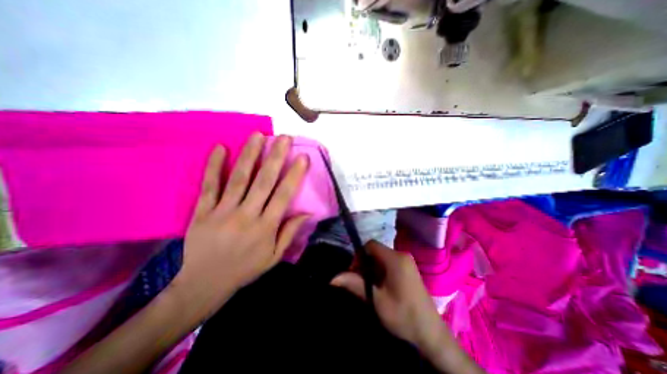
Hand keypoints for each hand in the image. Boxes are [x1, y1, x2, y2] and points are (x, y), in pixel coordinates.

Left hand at [170, 133, 307, 316]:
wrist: (205, 284)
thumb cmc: (246, 269)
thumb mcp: (274, 256)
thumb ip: (290, 232)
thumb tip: (308, 213)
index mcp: (265, 227)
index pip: (283, 196)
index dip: (294, 175)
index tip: (303, 157)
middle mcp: (246, 215)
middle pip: (263, 181)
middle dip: (276, 157)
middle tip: (284, 138)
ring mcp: (222, 212)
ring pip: (238, 178)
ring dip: (249, 155)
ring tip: (258, 135)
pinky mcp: (202, 211)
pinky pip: (209, 186)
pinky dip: (214, 166)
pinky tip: (221, 148)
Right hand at [331, 242, 444, 348]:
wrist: (431, 335)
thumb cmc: (403, 315)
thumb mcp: (376, 299)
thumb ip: (355, 284)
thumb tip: (333, 278)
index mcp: (395, 258)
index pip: (371, 245)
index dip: (359, 255)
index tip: (355, 272)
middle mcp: (402, 255)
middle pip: (376, 251)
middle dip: (365, 263)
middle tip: (360, 282)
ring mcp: (407, 262)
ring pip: (382, 258)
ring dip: (372, 269)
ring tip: (370, 287)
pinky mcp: (409, 270)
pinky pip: (389, 264)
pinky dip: (381, 272)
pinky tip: (381, 287)